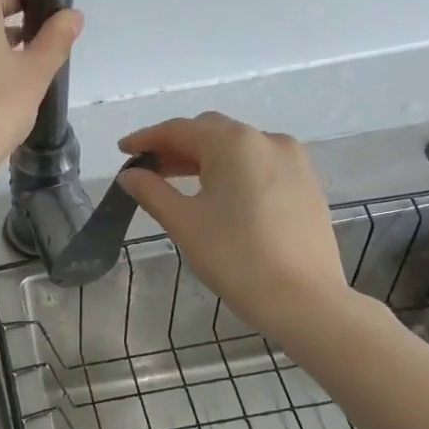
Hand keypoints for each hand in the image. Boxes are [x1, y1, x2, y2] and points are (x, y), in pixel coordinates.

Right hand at [117, 113, 349, 328]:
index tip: (122, 150)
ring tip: (178, 180)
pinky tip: (218, 193)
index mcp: (234, 143)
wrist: (303, 299)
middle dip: (176, 145)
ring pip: (237, 148)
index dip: (147, 138)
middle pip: (211, 132)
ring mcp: (293, 161)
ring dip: (204, 158)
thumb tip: (129, 175)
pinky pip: (259, 164)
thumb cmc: (235, 257)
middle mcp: (267, 139)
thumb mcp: (183, 222)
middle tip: (148, 167)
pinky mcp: (306, 184)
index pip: (180, 129)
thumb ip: (151, 191)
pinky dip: (232, 170)